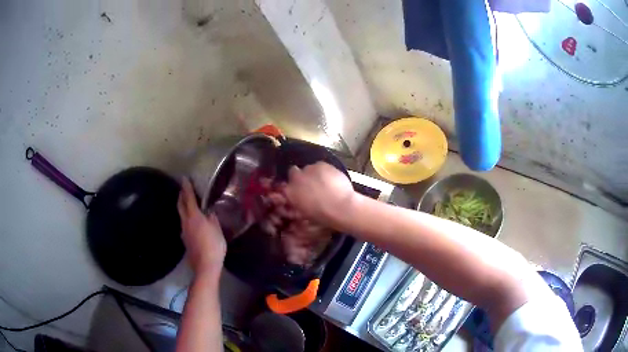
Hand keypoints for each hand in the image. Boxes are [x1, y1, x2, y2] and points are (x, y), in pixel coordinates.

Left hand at [177, 178, 225, 276]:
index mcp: (194, 216)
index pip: (189, 198)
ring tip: (187, 203)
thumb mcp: (217, 230)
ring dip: (183, 207)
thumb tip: (209, 213)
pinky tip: (191, 222)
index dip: (187, 187)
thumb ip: (213, 219)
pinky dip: (186, 218)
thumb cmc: (213, 245)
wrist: (205, 265)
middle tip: (183, 189)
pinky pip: (184, 224)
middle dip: (181, 195)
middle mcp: (186, 222)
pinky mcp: (185, 240)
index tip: (184, 178)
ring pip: (181, 215)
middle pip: (180, 205)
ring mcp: (184, 232)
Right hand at [283, 162, 354, 225]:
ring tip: (324, 182)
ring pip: (309, 168)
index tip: (301, 190)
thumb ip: (299, 202)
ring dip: (314, 173)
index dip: (294, 186)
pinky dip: (325, 170)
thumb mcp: (305, 213)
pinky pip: (321, 165)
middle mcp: (296, 178)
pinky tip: (332, 178)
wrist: (340, 207)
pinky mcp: (322, 164)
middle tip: (312, 184)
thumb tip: (300, 198)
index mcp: (289, 192)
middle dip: (301, 176)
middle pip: (294, 172)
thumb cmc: (322, 215)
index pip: (286, 185)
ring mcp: (309, 169)